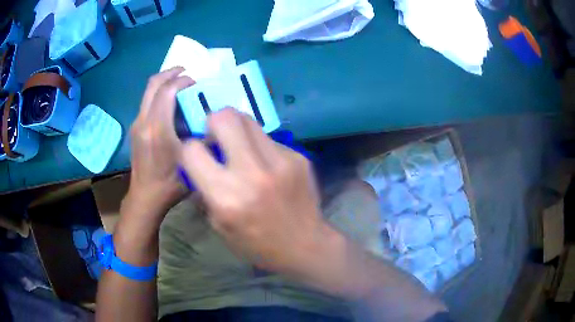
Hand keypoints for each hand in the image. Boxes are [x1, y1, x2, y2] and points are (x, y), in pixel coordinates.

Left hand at [126, 67, 194, 219]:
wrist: (146, 196)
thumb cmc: (170, 183)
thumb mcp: (192, 162)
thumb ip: (204, 139)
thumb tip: (216, 120)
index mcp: (157, 129)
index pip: (167, 90)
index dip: (183, 80)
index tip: (197, 82)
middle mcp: (143, 121)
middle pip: (153, 84)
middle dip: (171, 73)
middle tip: (186, 71)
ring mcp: (136, 124)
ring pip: (148, 91)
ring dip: (164, 82)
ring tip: (180, 83)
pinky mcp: (135, 128)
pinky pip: (146, 101)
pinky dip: (159, 94)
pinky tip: (171, 103)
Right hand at [178, 108, 332, 277]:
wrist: (306, 246)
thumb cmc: (257, 244)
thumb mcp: (220, 226)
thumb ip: (205, 190)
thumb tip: (198, 163)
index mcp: (226, 196)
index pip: (192, 150)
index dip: (189, 150)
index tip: (197, 155)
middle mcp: (252, 173)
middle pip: (225, 118)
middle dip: (213, 122)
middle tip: (217, 137)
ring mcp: (279, 161)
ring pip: (249, 120)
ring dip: (238, 129)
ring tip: (241, 147)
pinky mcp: (298, 157)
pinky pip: (270, 139)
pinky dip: (261, 147)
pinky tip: (268, 166)